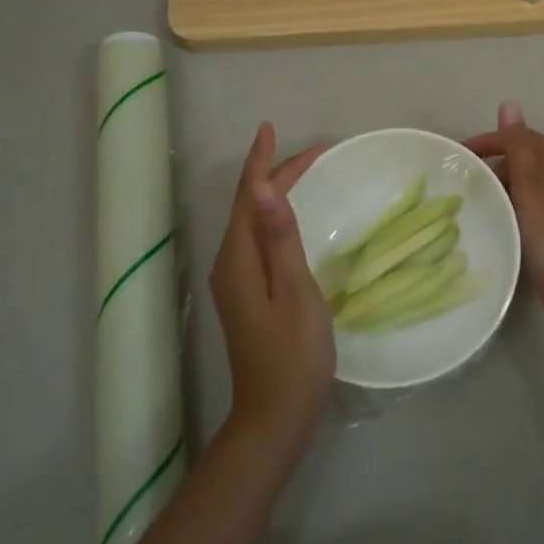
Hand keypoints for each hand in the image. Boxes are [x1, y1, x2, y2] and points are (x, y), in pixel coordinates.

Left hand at [209, 123, 333, 453]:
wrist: (275, 415)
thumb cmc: (293, 354)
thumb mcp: (295, 291)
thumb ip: (280, 238)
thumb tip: (261, 188)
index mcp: (238, 259)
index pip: (246, 196)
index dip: (260, 161)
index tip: (272, 128)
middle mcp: (229, 264)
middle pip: (248, 206)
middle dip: (274, 173)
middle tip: (314, 152)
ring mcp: (235, 282)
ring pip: (252, 222)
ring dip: (274, 193)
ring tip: (303, 171)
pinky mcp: (246, 295)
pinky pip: (257, 241)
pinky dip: (275, 218)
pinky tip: (289, 218)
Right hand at [465, 102, 543, 329]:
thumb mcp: (530, 183)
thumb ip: (517, 144)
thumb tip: (509, 104)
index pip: (521, 137)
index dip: (489, 142)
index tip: (459, 157)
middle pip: (523, 157)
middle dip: (493, 165)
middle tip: (464, 182)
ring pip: (524, 181)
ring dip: (500, 186)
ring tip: (475, 200)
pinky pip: (528, 201)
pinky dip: (510, 203)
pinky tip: (496, 216)